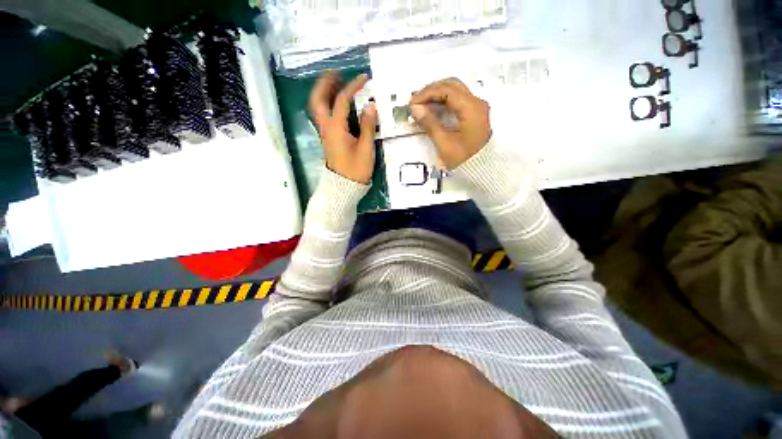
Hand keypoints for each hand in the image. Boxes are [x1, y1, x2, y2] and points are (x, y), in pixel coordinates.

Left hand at [309, 71, 377, 183]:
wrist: (344, 186)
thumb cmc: (356, 169)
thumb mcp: (366, 149)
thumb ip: (368, 126)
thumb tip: (370, 106)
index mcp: (336, 128)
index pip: (342, 100)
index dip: (353, 86)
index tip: (364, 78)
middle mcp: (326, 127)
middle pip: (318, 99)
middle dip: (325, 83)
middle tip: (337, 73)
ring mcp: (324, 132)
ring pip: (317, 107)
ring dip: (323, 92)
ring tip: (335, 83)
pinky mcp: (327, 138)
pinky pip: (322, 115)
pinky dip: (326, 103)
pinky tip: (335, 102)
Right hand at [409, 79, 490, 169]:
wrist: (481, 169)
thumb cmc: (463, 159)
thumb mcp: (444, 144)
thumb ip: (429, 123)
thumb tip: (415, 108)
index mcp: (471, 108)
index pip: (447, 90)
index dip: (427, 93)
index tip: (412, 103)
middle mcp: (476, 102)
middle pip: (452, 85)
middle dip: (431, 91)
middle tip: (415, 102)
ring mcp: (476, 107)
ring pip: (454, 91)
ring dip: (436, 95)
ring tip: (421, 105)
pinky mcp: (474, 113)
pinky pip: (457, 100)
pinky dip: (443, 102)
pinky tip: (432, 109)